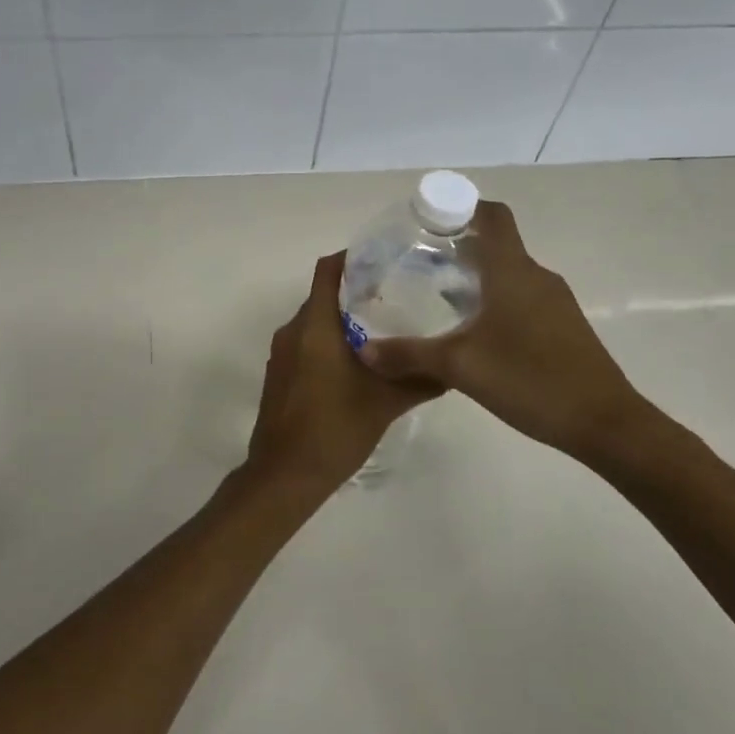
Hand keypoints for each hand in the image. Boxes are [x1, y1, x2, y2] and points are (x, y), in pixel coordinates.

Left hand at [244, 252, 437, 498]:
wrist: (284, 475)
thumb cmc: (334, 429)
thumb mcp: (385, 403)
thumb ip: (420, 380)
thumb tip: (455, 366)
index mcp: (315, 326)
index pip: (328, 271)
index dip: (352, 258)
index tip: (384, 260)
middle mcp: (293, 331)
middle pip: (323, 295)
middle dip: (356, 291)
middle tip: (397, 296)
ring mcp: (282, 354)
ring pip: (315, 321)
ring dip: (344, 319)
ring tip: (384, 329)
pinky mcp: (280, 374)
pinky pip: (306, 343)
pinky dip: (330, 342)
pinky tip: (359, 362)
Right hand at [357, 201, 650, 463]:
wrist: (604, 423)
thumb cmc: (529, 379)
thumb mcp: (459, 367)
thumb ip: (409, 355)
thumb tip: (364, 350)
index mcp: (513, 271)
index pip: (493, 216)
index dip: (462, 207)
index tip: (429, 221)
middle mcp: (536, 277)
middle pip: (497, 245)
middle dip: (459, 248)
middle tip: (418, 264)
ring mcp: (555, 302)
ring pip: (509, 275)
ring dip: (477, 278)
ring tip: (437, 299)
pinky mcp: (563, 327)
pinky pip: (523, 298)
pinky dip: (496, 301)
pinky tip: (473, 333)